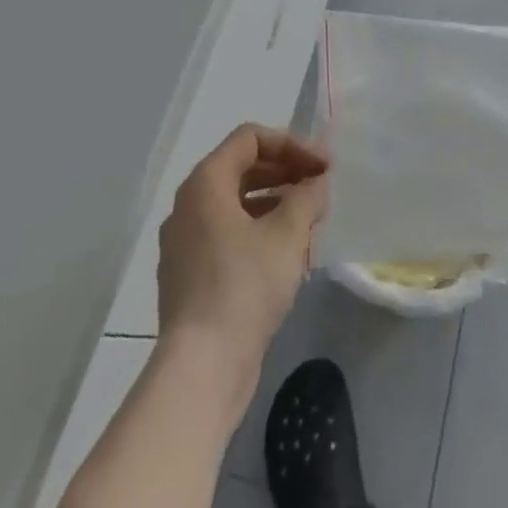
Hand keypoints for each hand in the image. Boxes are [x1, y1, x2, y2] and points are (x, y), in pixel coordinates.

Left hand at [156, 125, 328, 381]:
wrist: (202, 368)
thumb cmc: (244, 286)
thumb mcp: (288, 233)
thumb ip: (307, 196)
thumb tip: (317, 183)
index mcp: (205, 184)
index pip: (250, 139)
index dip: (291, 144)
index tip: (323, 166)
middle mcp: (187, 206)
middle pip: (241, 168)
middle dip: (285, 171)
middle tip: (320, 187)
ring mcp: (184, 244)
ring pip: (235, 204)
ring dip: (274, 201)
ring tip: (309, 218)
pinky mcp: (189, 277)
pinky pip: (227, 235)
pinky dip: (258, 230)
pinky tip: (286, 252)